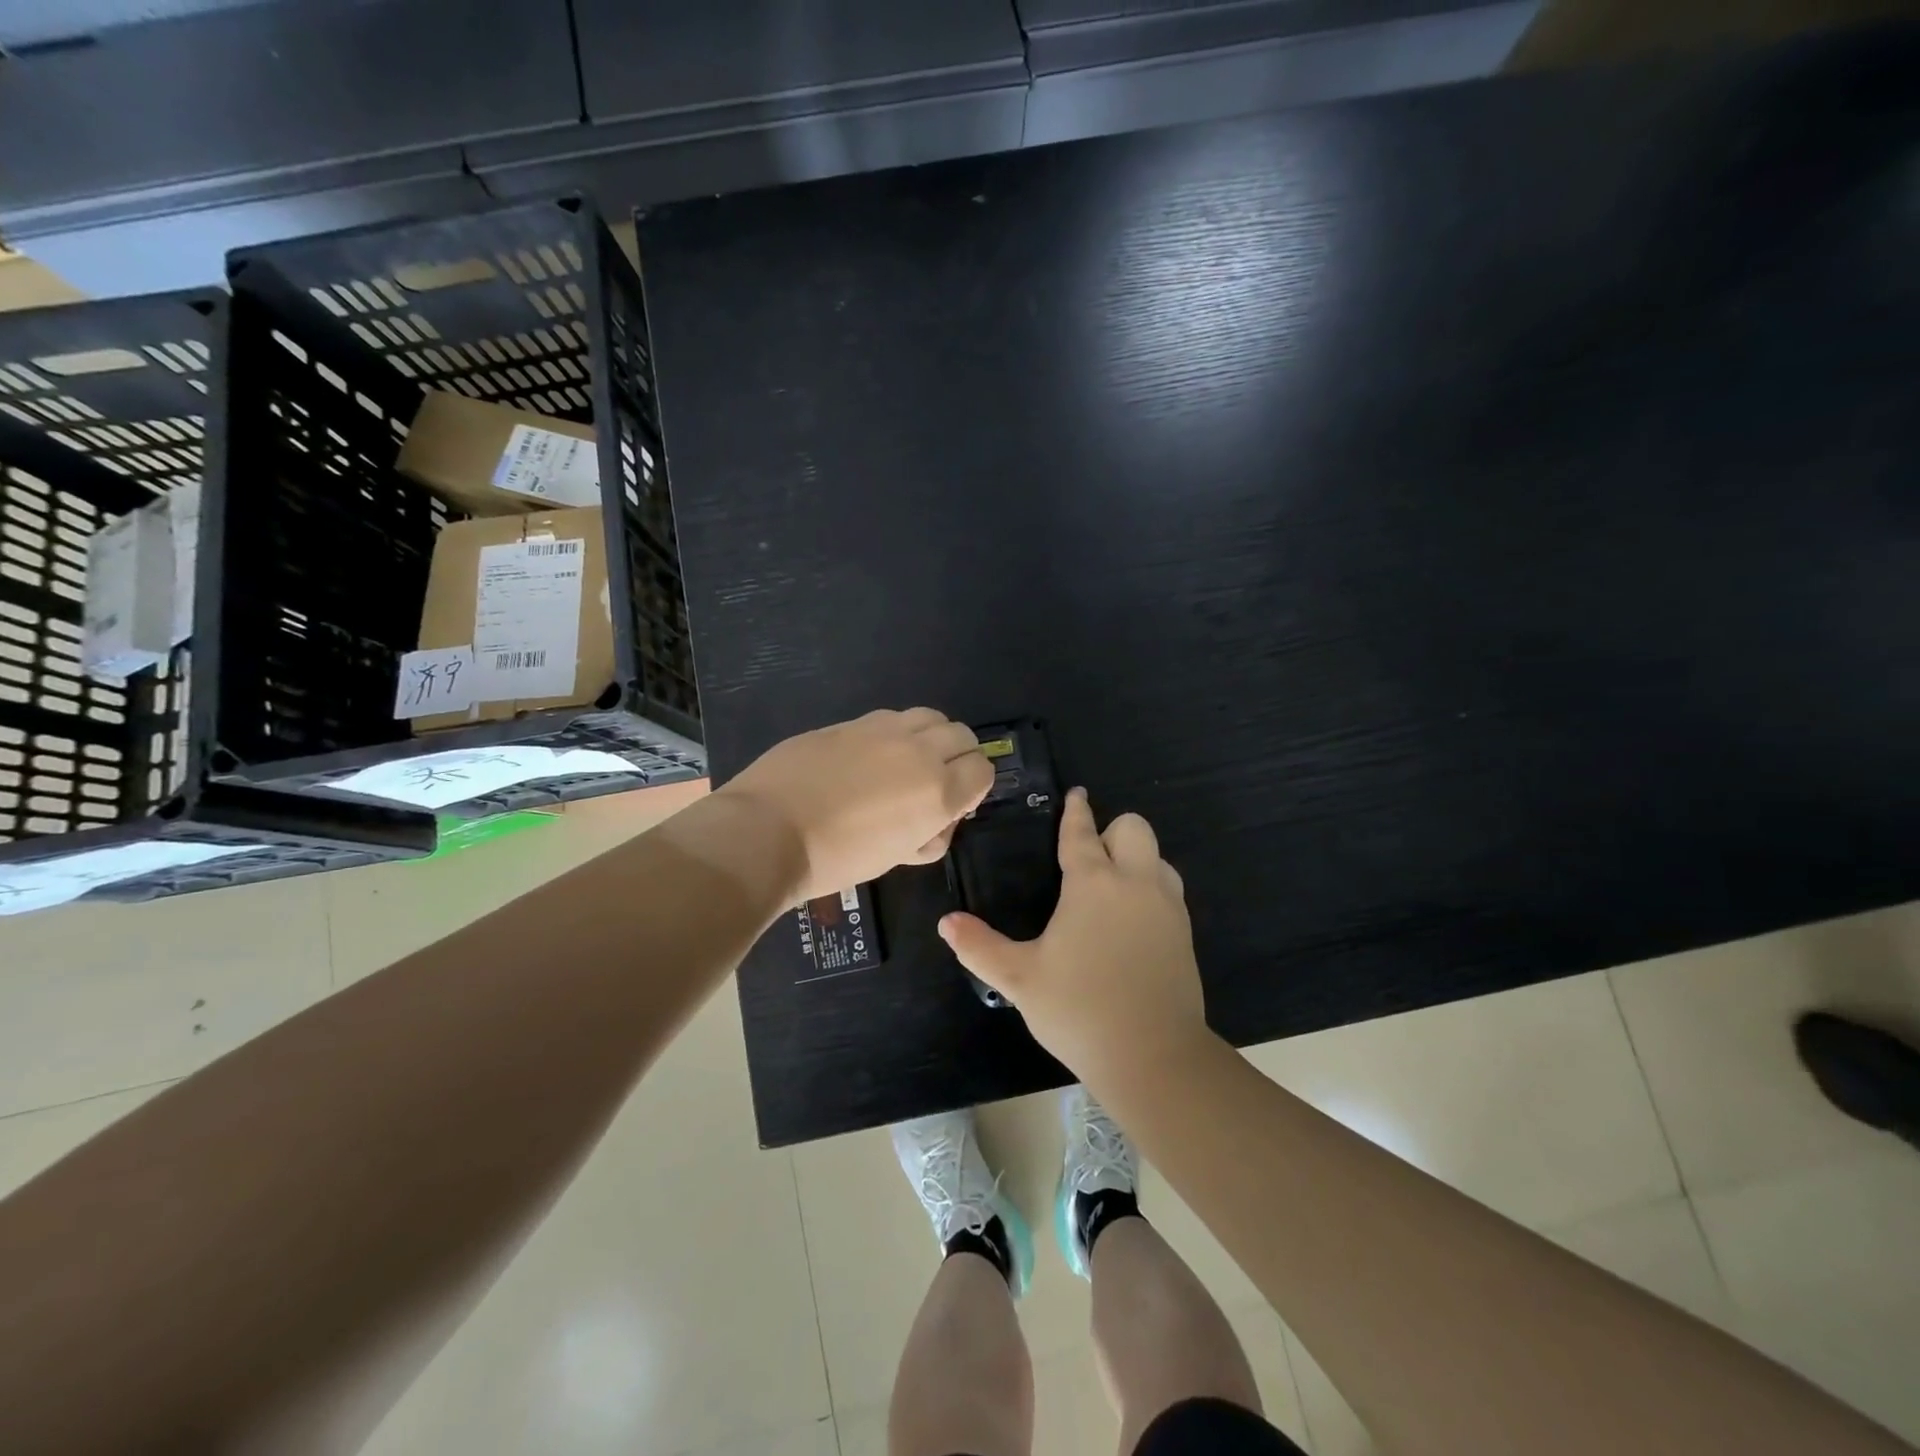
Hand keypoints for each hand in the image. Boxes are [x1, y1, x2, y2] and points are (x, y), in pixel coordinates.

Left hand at [720, 708, 994, 902]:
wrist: (768, 832)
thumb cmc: (836, 860)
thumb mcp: (895, 858)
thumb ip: (928, 834)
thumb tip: (935, 819)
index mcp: (938, 791)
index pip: (983, 771)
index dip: (973, 788)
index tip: (953, 805)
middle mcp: (919, 751)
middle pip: (962, 735)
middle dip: (959, 757)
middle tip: (935, 782)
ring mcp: (883, 729)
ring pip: (929, 716)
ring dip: (929, 737)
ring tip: (906, 762)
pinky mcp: (850, 722)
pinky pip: (890, 718)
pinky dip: (894, 733)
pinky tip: (868, 756)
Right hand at [938, 788, 1213, 1088]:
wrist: (1152, 1056)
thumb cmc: (1079, 1009)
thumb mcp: (1020, 979)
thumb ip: (979, 947)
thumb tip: (946, 922)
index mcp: (1093, 883)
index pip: (1082, 832)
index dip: (1075, 811)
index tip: (1076, 795)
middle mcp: (1135, 883)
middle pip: (1134, 828)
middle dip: (1112, 831)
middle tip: (1089, 858)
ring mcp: (1167, 907)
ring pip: (1157, 857)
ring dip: (1136, 859)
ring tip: (1111, 889)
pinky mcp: (1185, 934)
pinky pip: (1169, 890)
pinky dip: (1150, 889)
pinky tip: (1131, 922)